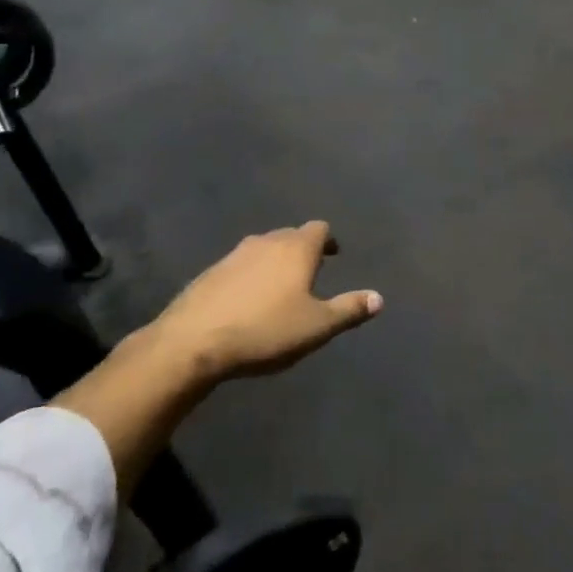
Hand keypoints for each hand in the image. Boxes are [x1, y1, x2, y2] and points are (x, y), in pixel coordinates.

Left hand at [129, 220, 382, 383]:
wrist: (193, 342)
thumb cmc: (266, 330)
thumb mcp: (317, 326)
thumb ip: (349, 309)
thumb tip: (379, 298)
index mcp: (296, 249)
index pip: (319, 228)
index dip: (329, 240)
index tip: (333, 255)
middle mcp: (266, 241)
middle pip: (290, 235)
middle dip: (303, 249)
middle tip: (311, 272)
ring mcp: (234, 255)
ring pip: (263, 248)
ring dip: (275, 261)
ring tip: (280, 287)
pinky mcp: (210, 272)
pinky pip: (239, 266)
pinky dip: (250, 275)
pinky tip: (248, 301)